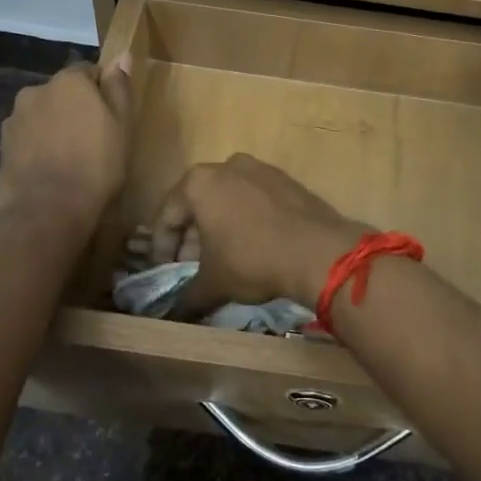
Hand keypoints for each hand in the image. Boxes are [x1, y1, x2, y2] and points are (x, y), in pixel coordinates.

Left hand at [0, 57, 132, 233]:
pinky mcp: (3, 146)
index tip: (112, 117)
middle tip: (95, 140)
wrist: (46, 211)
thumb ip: (119, 88)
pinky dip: (40, 147)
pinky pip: (29, 138)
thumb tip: (122, 56)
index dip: (103, 92)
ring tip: (71, 159)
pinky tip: (51, 170)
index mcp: (68, 81)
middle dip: (76, 109)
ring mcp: (15, 119)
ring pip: (43, 115)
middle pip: (63, 93)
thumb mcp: (121, 125)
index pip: (89, 71)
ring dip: (56, 128)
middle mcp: (36, 91)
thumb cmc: (95, 165)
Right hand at [142, 155, 366, 312]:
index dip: (162, 247)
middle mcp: (227, 166)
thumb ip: (186, 297)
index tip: (165, 271)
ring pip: (228, 199)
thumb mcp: (213, 283)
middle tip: (192, 266)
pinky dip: (247, 220)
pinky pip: (255, 199)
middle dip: (192, 236)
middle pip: (198, 203)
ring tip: (222, 259)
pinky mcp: (287, 180)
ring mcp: (261, 169)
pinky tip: (253, 246)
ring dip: (220, 227)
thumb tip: (173, 314)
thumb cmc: (252, 260)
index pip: (167, 215)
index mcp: (199, 182)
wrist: (318, 251)